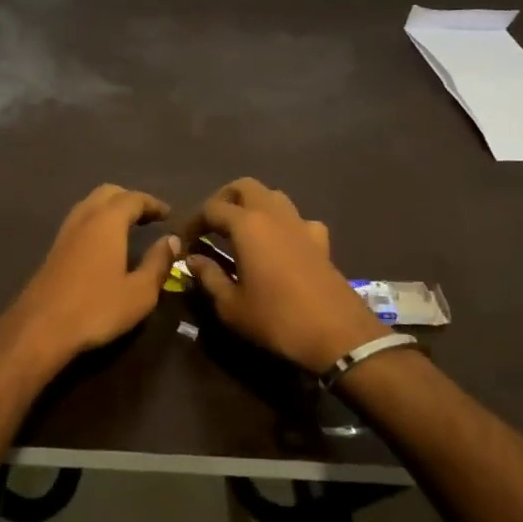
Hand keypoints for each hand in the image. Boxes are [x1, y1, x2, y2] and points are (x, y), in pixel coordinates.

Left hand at [0, 184, 178, 377]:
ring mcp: (65, 232)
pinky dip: (97, 221)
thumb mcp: (139, 292)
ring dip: (111, 209)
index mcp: (107, 222)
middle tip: (149, 217)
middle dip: (130, 199)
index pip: (133, 198)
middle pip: (108, 193)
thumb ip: (158, 263)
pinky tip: (104, 244)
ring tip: (129, 227)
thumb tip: (171, 240)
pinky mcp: (54, 249)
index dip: (153, 203)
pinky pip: (80, 221)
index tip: (169, 214)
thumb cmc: (96, 308)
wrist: (41, 327)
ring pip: (90, 205)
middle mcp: (84, 218)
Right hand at [181, 178, 389, 373]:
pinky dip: (283, 224)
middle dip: (223, 199)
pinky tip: (279, 245)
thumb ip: (209, 276)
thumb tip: (193, 259)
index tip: (185, 242)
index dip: (193, 222)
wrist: (338, 335)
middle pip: (244, 187)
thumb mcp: (231, 305)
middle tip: (211, 225)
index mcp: (247, 225)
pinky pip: (297, 219)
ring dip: (253, 205)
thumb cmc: (277, 319)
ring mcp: (301, 224)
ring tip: (240, 231)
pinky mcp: (321, 241)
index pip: (212, 208)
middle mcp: (274, 214)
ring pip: (273, 196)